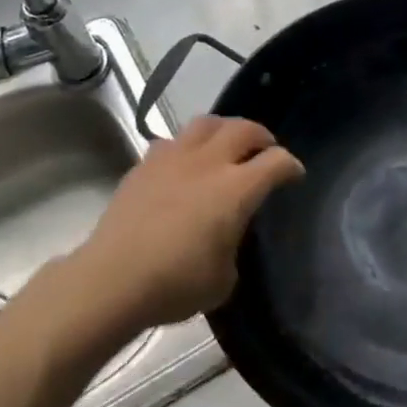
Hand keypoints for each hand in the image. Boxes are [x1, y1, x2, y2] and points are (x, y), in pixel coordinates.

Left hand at [83, 116, 303, 327]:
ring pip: (207, 123)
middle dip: (261, 136)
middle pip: (244, 129)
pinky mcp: (145, 164)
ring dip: (225, 129)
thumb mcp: (224, 278)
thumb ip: (233, 247)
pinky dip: (187, 146)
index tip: (294, 174)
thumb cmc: (175, 284)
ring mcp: (174, 158)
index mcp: (237, 189)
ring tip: (226, 144)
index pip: (276, 162)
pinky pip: (173, 141)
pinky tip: (184, 164)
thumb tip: (226, 237)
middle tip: (265, 149)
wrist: (112, 279)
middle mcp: (209, 163)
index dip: (290, 166)